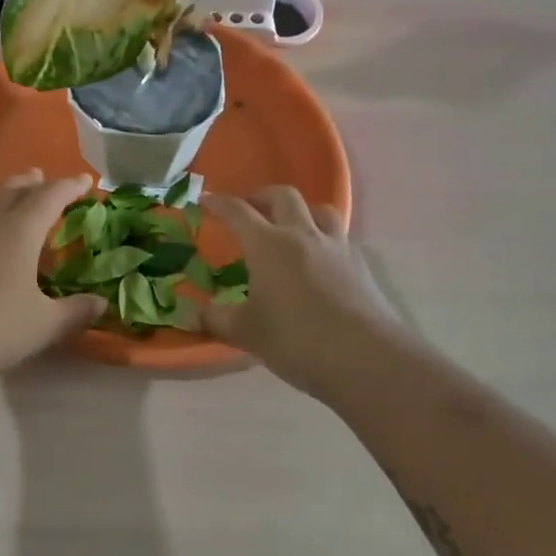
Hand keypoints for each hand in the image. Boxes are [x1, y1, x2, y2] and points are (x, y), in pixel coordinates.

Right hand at [201, 186, 409, 396]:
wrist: (366, 359)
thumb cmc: (296, 340)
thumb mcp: (247, 333)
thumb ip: (215, 320)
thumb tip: (189, 315)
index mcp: (267, 244)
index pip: (237, 211)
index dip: (218, 203)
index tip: (205, 200)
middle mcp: (301, 235)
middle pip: (282, 196)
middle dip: (261, 196)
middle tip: (249, 209)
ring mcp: (336, 247)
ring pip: (319, 210)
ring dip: (300, 211)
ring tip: (290, 229)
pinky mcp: (360, 266)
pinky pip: (339, 238)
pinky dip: (324, 239)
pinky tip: (319, 262)